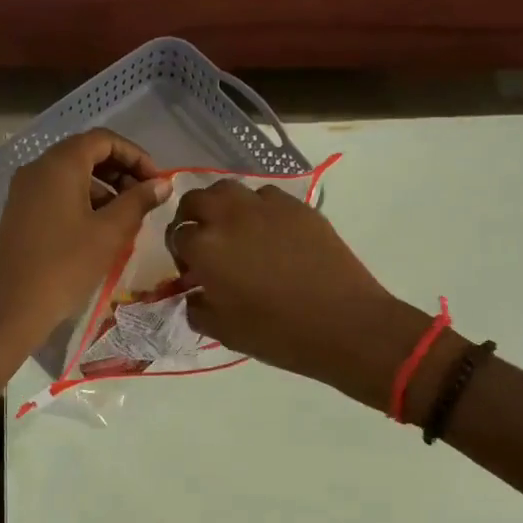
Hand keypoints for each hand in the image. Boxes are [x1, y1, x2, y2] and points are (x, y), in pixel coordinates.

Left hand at [0, 129, 169, 388]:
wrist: (8, 308)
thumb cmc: (64, 265)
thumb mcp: (110, 232)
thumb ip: (139, 202)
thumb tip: (162, 183)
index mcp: (60, 163)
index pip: (104, 139)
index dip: (136, 155)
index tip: (157, 183)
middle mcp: (39, 168)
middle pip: (86, 153)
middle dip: (121, 171)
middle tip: (146, 199)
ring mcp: (25, 190)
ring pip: (72, 175)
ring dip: (104, 188)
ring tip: (128, 219)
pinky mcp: (20, 213)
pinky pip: (58, 193)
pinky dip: (84, 201)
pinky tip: (100, 231)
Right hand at [169, 181, 428, 408]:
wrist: (345, 324)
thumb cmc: (278, 333)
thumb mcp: (223, 331)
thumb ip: (196, 308)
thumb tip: (194, 293)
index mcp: (205, 247)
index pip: (177, 235)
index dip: (180, 253)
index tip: (192, 271)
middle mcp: (229, 216)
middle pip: (195, 199)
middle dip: (191, 217)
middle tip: (203, 241)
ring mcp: (265, 206)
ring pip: (229, 189)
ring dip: (222, 206)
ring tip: (233, 230)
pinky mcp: (296, 206)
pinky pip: (265, 196)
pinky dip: (257, 208)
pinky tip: (269, 231)